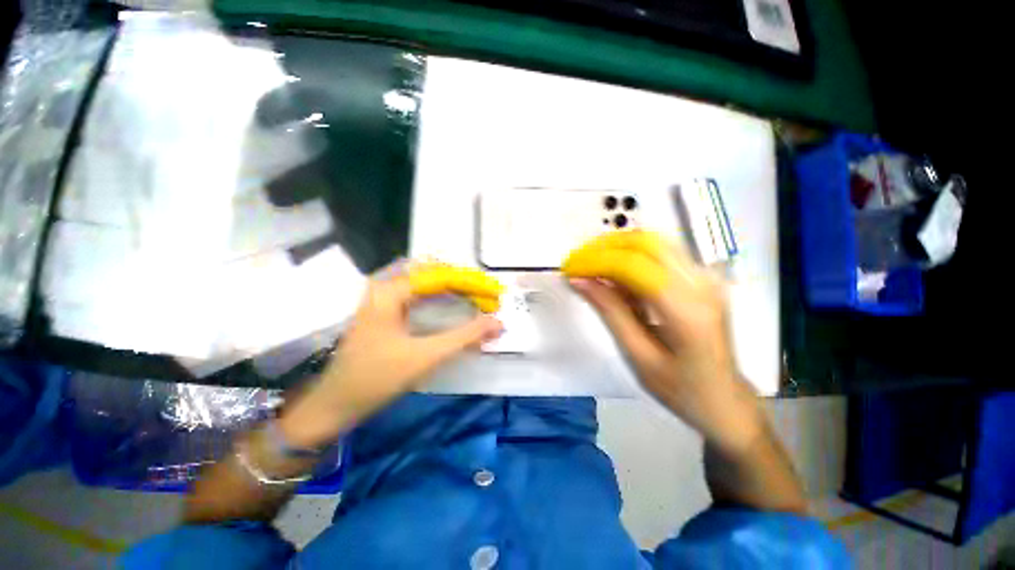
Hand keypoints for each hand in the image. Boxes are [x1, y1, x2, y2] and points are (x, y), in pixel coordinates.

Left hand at [279, 268, 502, 448]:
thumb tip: (498, 322)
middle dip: (465, 283)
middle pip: (435, 274)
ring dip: (454, 288)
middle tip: (489, 295)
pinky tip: (454, 304)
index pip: (442, 276)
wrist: (335, 404)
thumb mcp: (426, 356)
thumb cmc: (377, 379)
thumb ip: (465, 336)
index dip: (472, 282)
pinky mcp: (385, 309)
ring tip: (478, 297)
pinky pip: (419, 294)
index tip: (495, 293)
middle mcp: (386, 286)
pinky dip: (441, 297)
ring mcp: (383, 297)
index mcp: (391, 290)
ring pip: (427, 282)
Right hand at [563, 231, 763, 454]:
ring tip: (590, 268)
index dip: (596, 261)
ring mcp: (706, 278)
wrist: (726, 400)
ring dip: (616, 249)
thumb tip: (579, 281)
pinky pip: (660, 256)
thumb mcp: (638, 355)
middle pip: (646, 243)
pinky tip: (614, 278)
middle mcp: (702, 284)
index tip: (569, 269)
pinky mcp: (702, 279)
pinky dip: (630, 259)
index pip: (634, 266)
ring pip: (653, 243)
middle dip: (604, 247)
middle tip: (577, 263)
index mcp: (687, 311)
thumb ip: (610, 312)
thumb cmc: (680, 389)